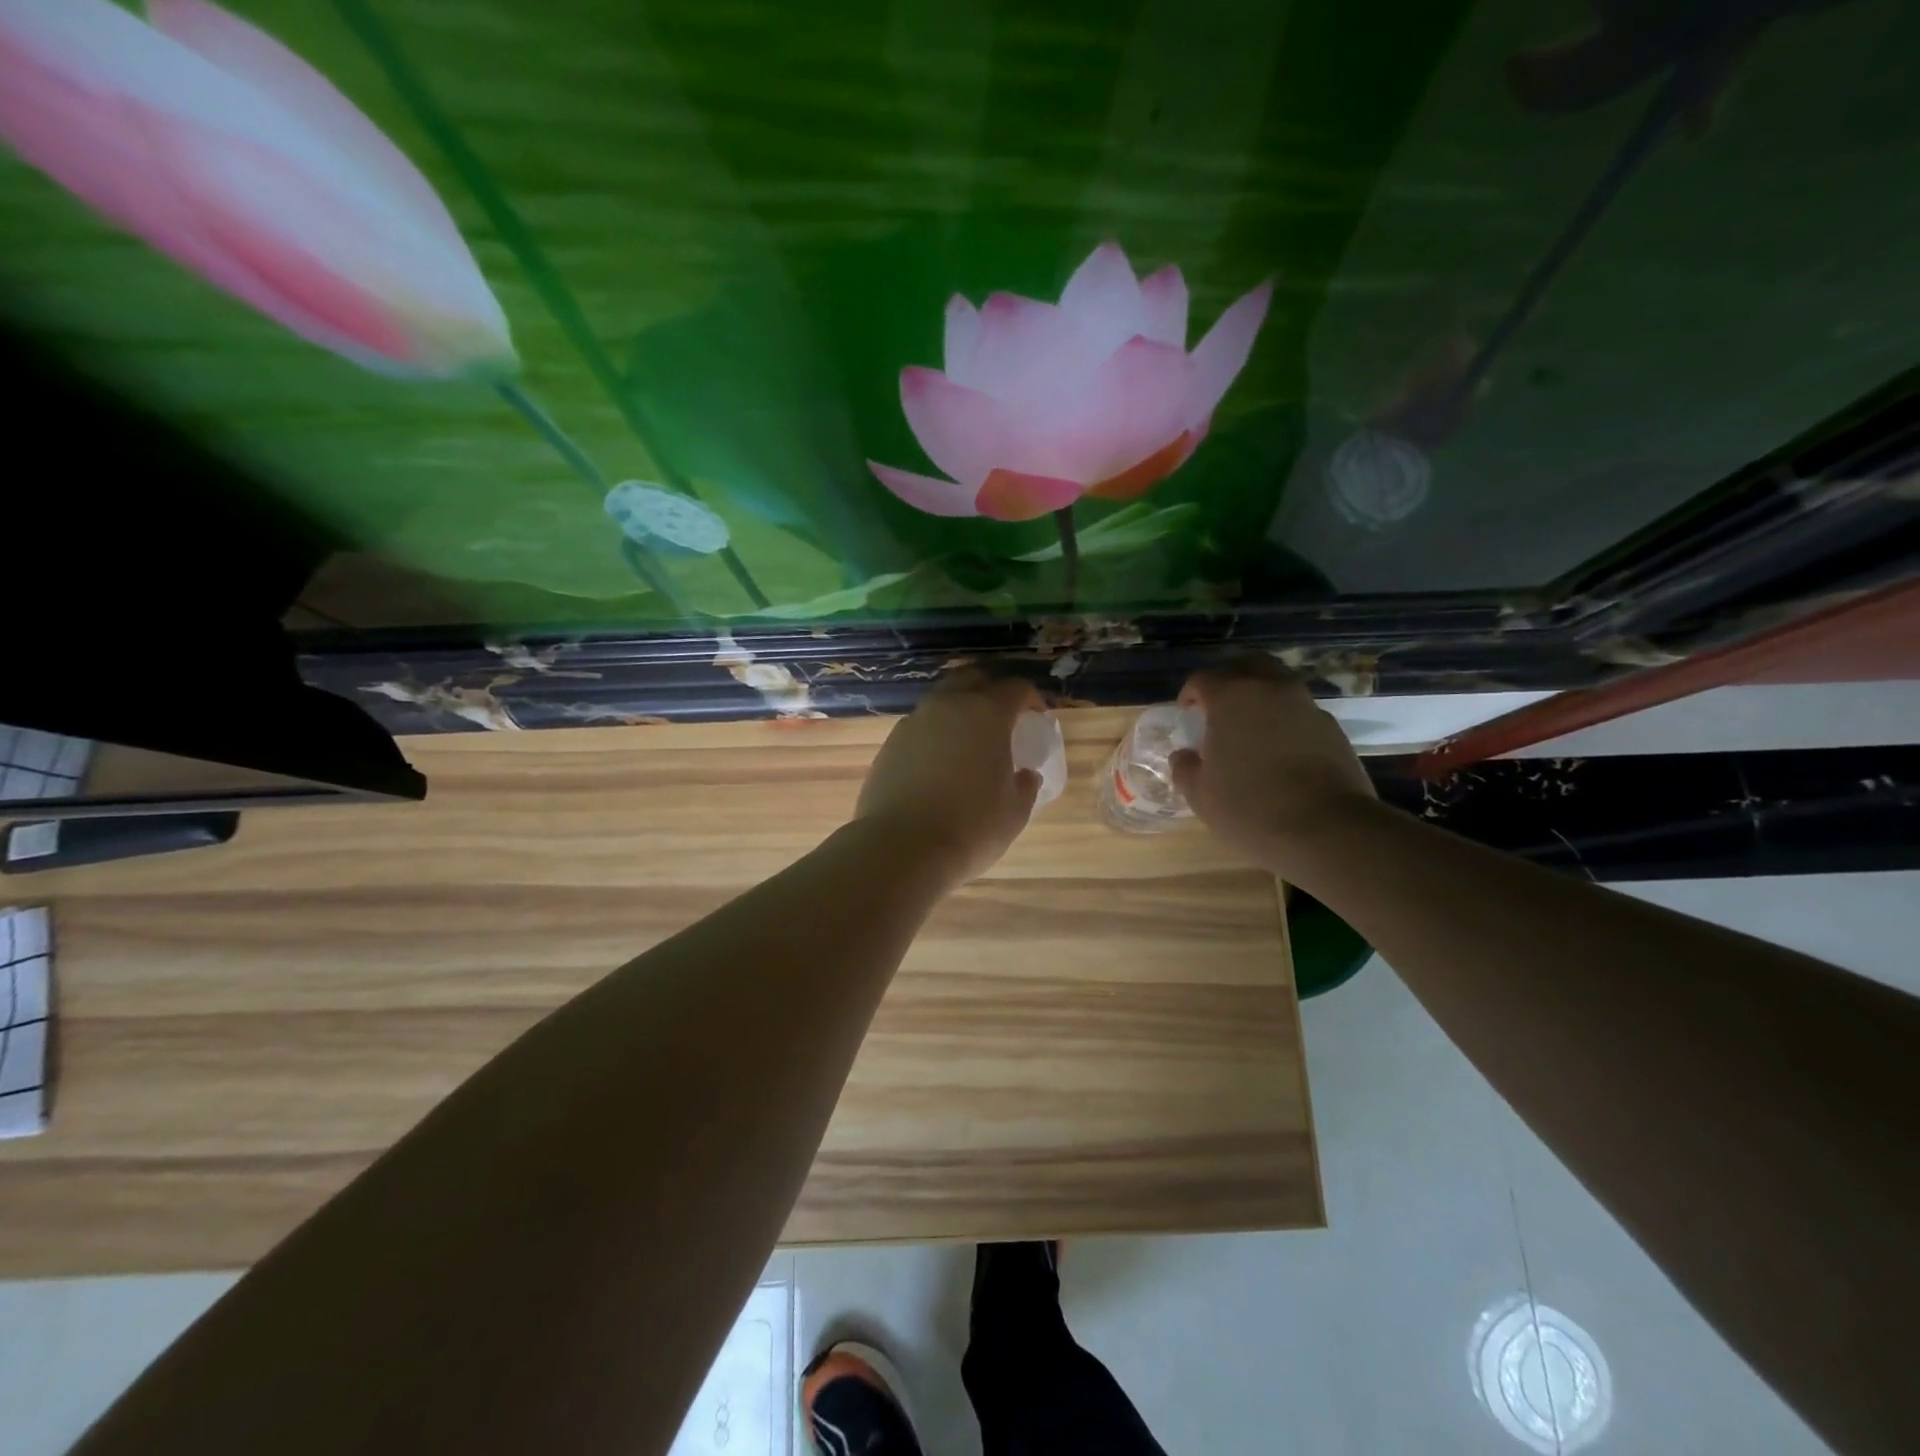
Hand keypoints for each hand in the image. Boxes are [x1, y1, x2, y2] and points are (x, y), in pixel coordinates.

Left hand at [853, 669, 1044, 888]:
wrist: (900, 848)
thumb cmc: (970, 828)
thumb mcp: (1014, 812)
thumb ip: (1025, 786)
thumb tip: (1025, 774)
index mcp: (987, 714)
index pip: (1016, 689)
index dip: (1032, 699)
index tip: (1037, 717)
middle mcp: (948, 706)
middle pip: (972, 678)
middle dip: (991, 690)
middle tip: (1002, 717)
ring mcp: (914, 722)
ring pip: (942, 700)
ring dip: (959, 710)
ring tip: (968, 741)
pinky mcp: (890, 744)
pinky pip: (920, 726)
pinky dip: (935, 734)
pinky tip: (939, 763)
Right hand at [1169, 655, 1377, 872]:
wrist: (1328, 830)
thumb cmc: (1250, 808)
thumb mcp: (1200, 795)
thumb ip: (1185, 768)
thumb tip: (1184, 756)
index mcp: (1232, 697)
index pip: (1204, 678)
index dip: (1190, 693)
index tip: (1186, 713)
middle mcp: (1271, 689)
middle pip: (1247, 664)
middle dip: (1229, 678)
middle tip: (1217, 704)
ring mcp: (1307, 706)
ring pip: (1278, 684)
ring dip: (1260, 696)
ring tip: (1249, 728)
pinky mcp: (1333, 729)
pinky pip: (1300, 711)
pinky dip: (1285, 719)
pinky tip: (1278, 750)